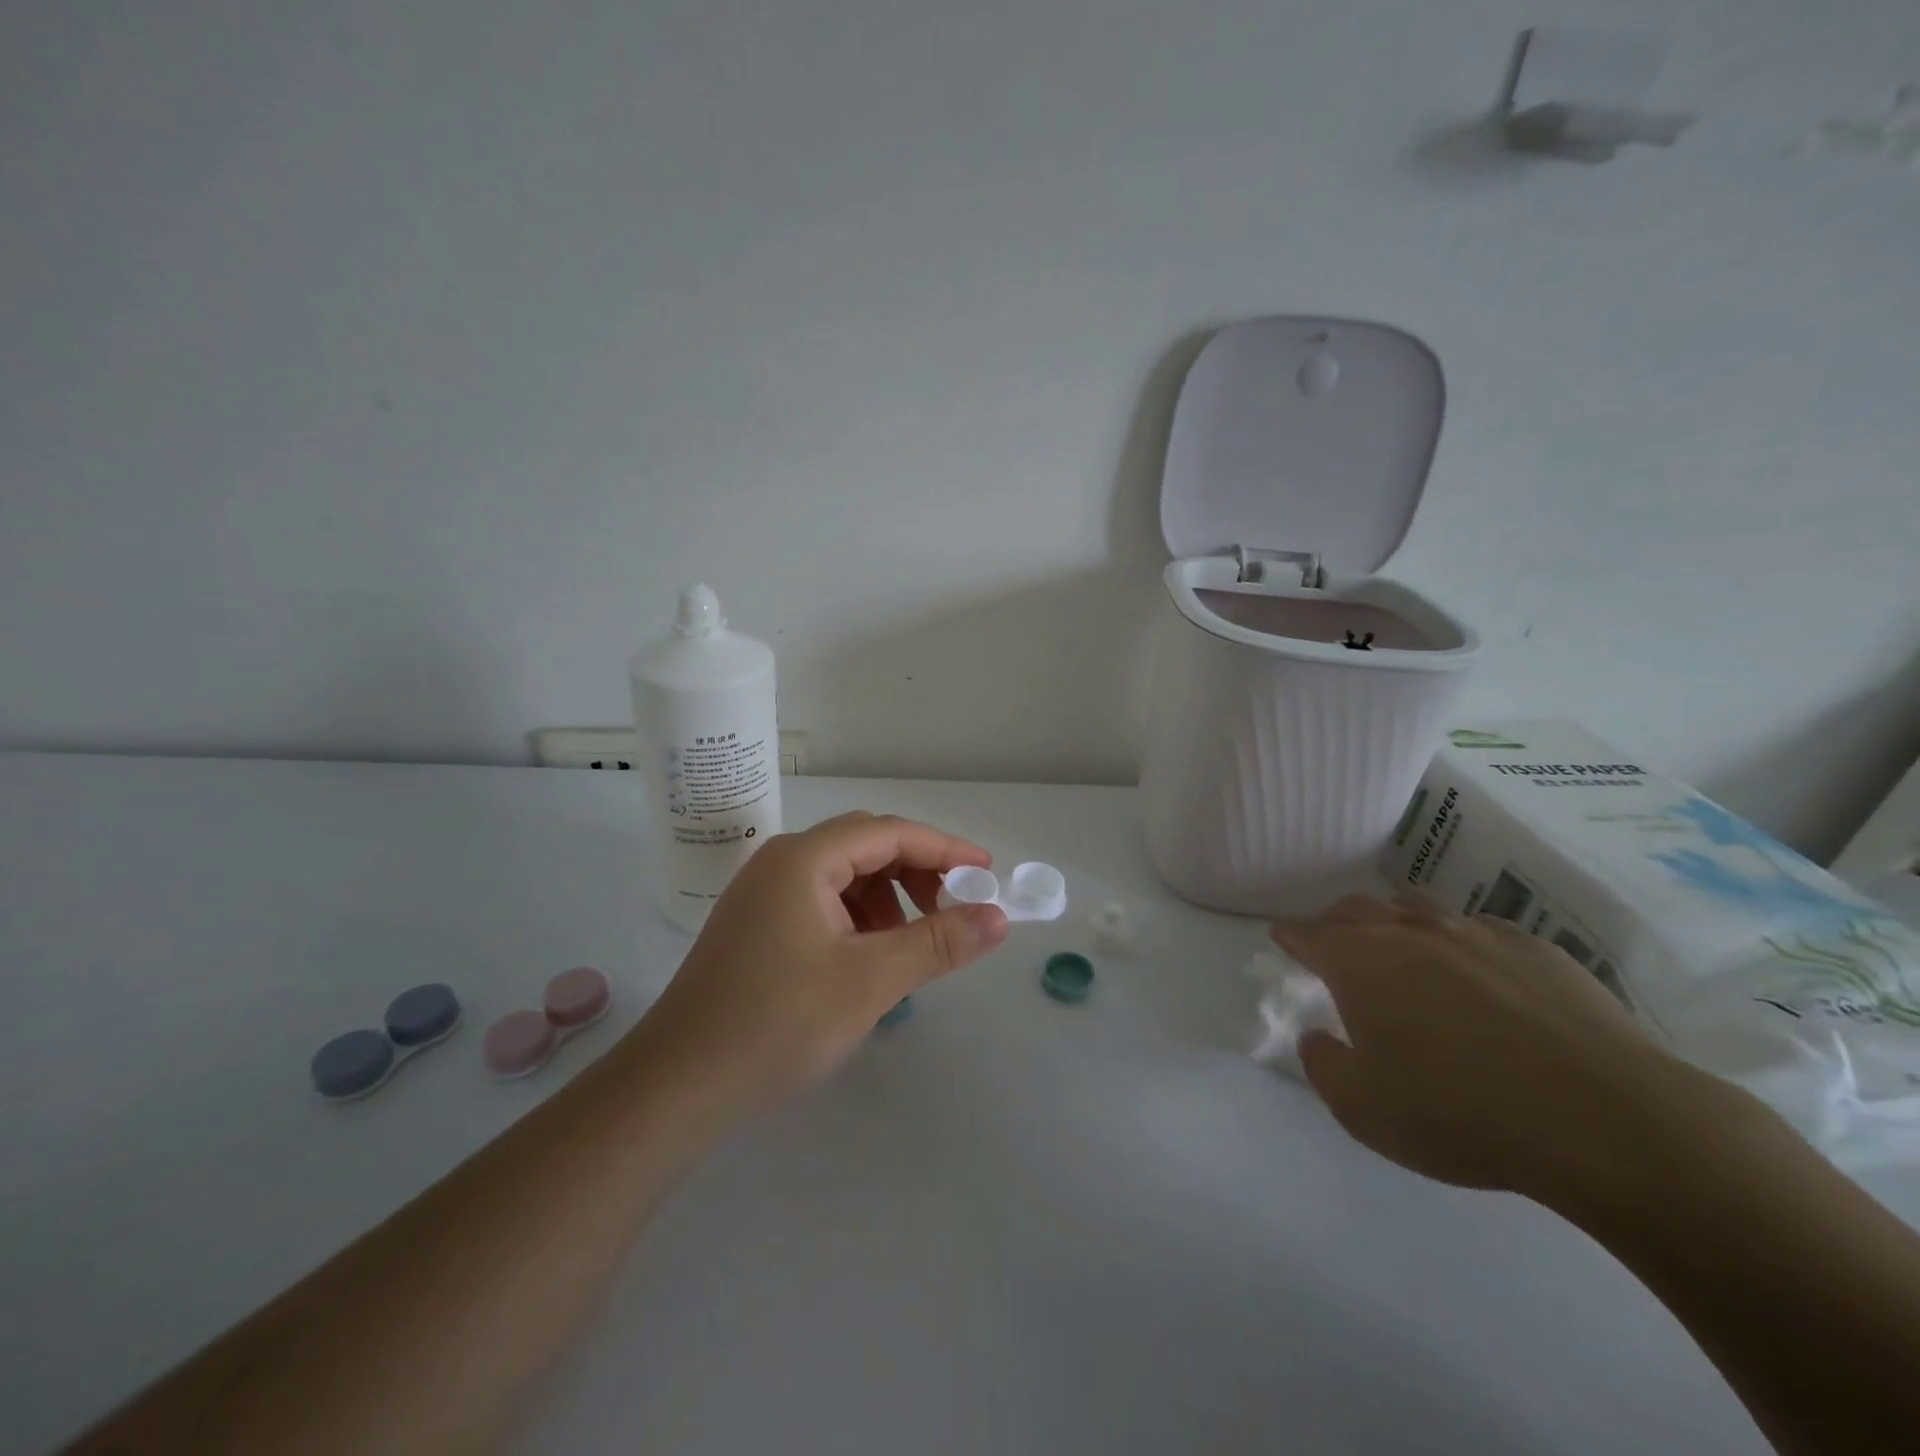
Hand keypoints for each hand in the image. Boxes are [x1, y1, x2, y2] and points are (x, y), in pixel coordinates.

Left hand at [627, 812, 1008, 1123]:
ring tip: (910, 944)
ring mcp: (762, 895)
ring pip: (843, 876)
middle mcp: (780, 862)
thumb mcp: (870, 981)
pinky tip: (867, 960)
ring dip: (887, 898)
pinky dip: (857, 919)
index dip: (945, 848)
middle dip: (916, 872)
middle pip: (865, 847)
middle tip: (953, 910)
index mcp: (804, 859)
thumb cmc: (777, 1024)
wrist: (675, 1088)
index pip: (890, 832)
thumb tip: (997, 917)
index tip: (987, 873)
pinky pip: (821, 903)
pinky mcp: (755, 927)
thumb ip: (938, 942)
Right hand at [1272, 896, 1711, 1208]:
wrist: (1603, 1119)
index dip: (1291, 937)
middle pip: (1357, 908)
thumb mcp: (1363, 1110)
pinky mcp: (1534, 947)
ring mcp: (1474, 933)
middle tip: (1338, 948)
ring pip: (1417, 908)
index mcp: (1359, 962)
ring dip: (1397, 923)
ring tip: (1405, 953)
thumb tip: (1318, 1036)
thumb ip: (1324, 1066)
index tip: (1284, 941)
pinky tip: (1481, 978)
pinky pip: (1479, 930)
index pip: (1308, 934)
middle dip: (1338, 923)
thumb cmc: (1460, 1113)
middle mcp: (1409, 932)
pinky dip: (1461, 943)